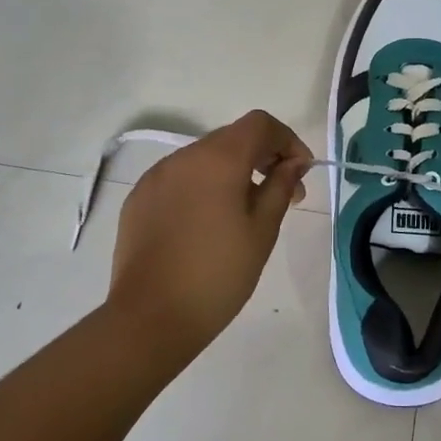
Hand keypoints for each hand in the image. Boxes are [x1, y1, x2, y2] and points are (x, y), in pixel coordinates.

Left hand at [108, 111, 312, 360]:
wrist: (151, 317)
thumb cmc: (218, 274)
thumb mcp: (262, 230)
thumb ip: (280, 187)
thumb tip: (292, 163)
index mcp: (218, 159)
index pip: (259, 124)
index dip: (287, 140)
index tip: (301, 172)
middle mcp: (183, 157)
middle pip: (232, 138)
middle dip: (263, 158)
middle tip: (283, 196)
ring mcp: (156, 177)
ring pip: (204, 159)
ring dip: (232, 173)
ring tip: (245, 213)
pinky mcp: (139, 199)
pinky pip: (179, 179)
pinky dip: (203, 187)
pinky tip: (208, 225)